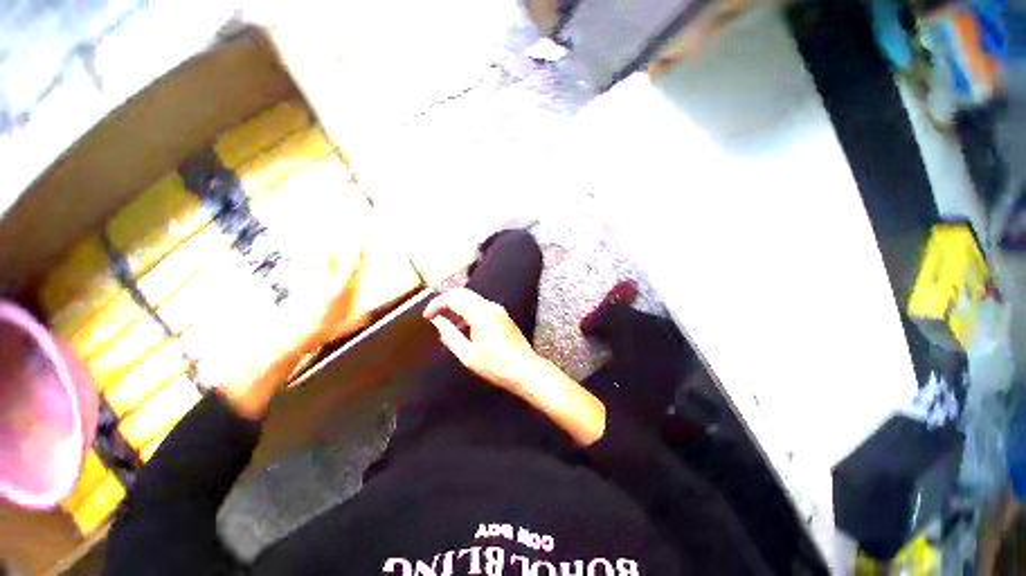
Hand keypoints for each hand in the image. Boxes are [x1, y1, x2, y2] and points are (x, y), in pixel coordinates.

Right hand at [423, 288, 541, 391]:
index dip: (436, 304)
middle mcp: (490, 306)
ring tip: (445, 322)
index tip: (427, 315)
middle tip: (433, 315)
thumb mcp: (468, 355)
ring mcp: (498, 309)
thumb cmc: (496, 366)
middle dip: (445, 301)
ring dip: (456, 305)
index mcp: (481, 314)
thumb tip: (437, 322)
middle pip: (462, 293)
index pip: (453, 298)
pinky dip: (467, 310)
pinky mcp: (502, 315)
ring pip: (472, 298)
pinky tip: (462, 326)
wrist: (525, 370)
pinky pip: (480, 305)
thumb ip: (450, 335)